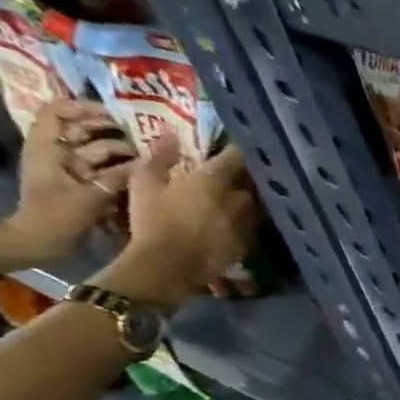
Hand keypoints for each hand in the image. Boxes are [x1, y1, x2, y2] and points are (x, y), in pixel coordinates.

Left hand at [5, 99, 138, 262]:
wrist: (40, 242)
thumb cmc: (58, 216)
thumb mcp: (89, 195)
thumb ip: (118, 177)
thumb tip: (148, 161)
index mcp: (47, 148)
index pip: (57, 112)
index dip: (82, 107)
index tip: (112, 113)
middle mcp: (57, 153)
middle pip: (81, 129)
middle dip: (109, 129)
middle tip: (139, 133)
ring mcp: (70, 169)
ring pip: (96, 149)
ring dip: (119, 149)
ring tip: (146, 152)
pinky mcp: (82, 184)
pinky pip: (103, 168)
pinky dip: (121, 167)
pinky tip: (141, 169)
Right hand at [97, 138, 257, 308]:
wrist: (170, 264)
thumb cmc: (153, 220)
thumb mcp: (144, 183)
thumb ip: (159, 157)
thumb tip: (170, 135)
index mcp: (215, 179)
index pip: (236, 156)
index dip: (238, 148)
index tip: (237, 143)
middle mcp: (239, 198)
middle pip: (251, 181)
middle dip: (246, 175)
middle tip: (236, 172)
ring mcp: (248, 221)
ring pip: (255, 203)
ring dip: (248, 198)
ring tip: (238, 196)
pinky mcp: (250, 241)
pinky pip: (253, 224)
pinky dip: (248, 219)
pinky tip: (237, 220)